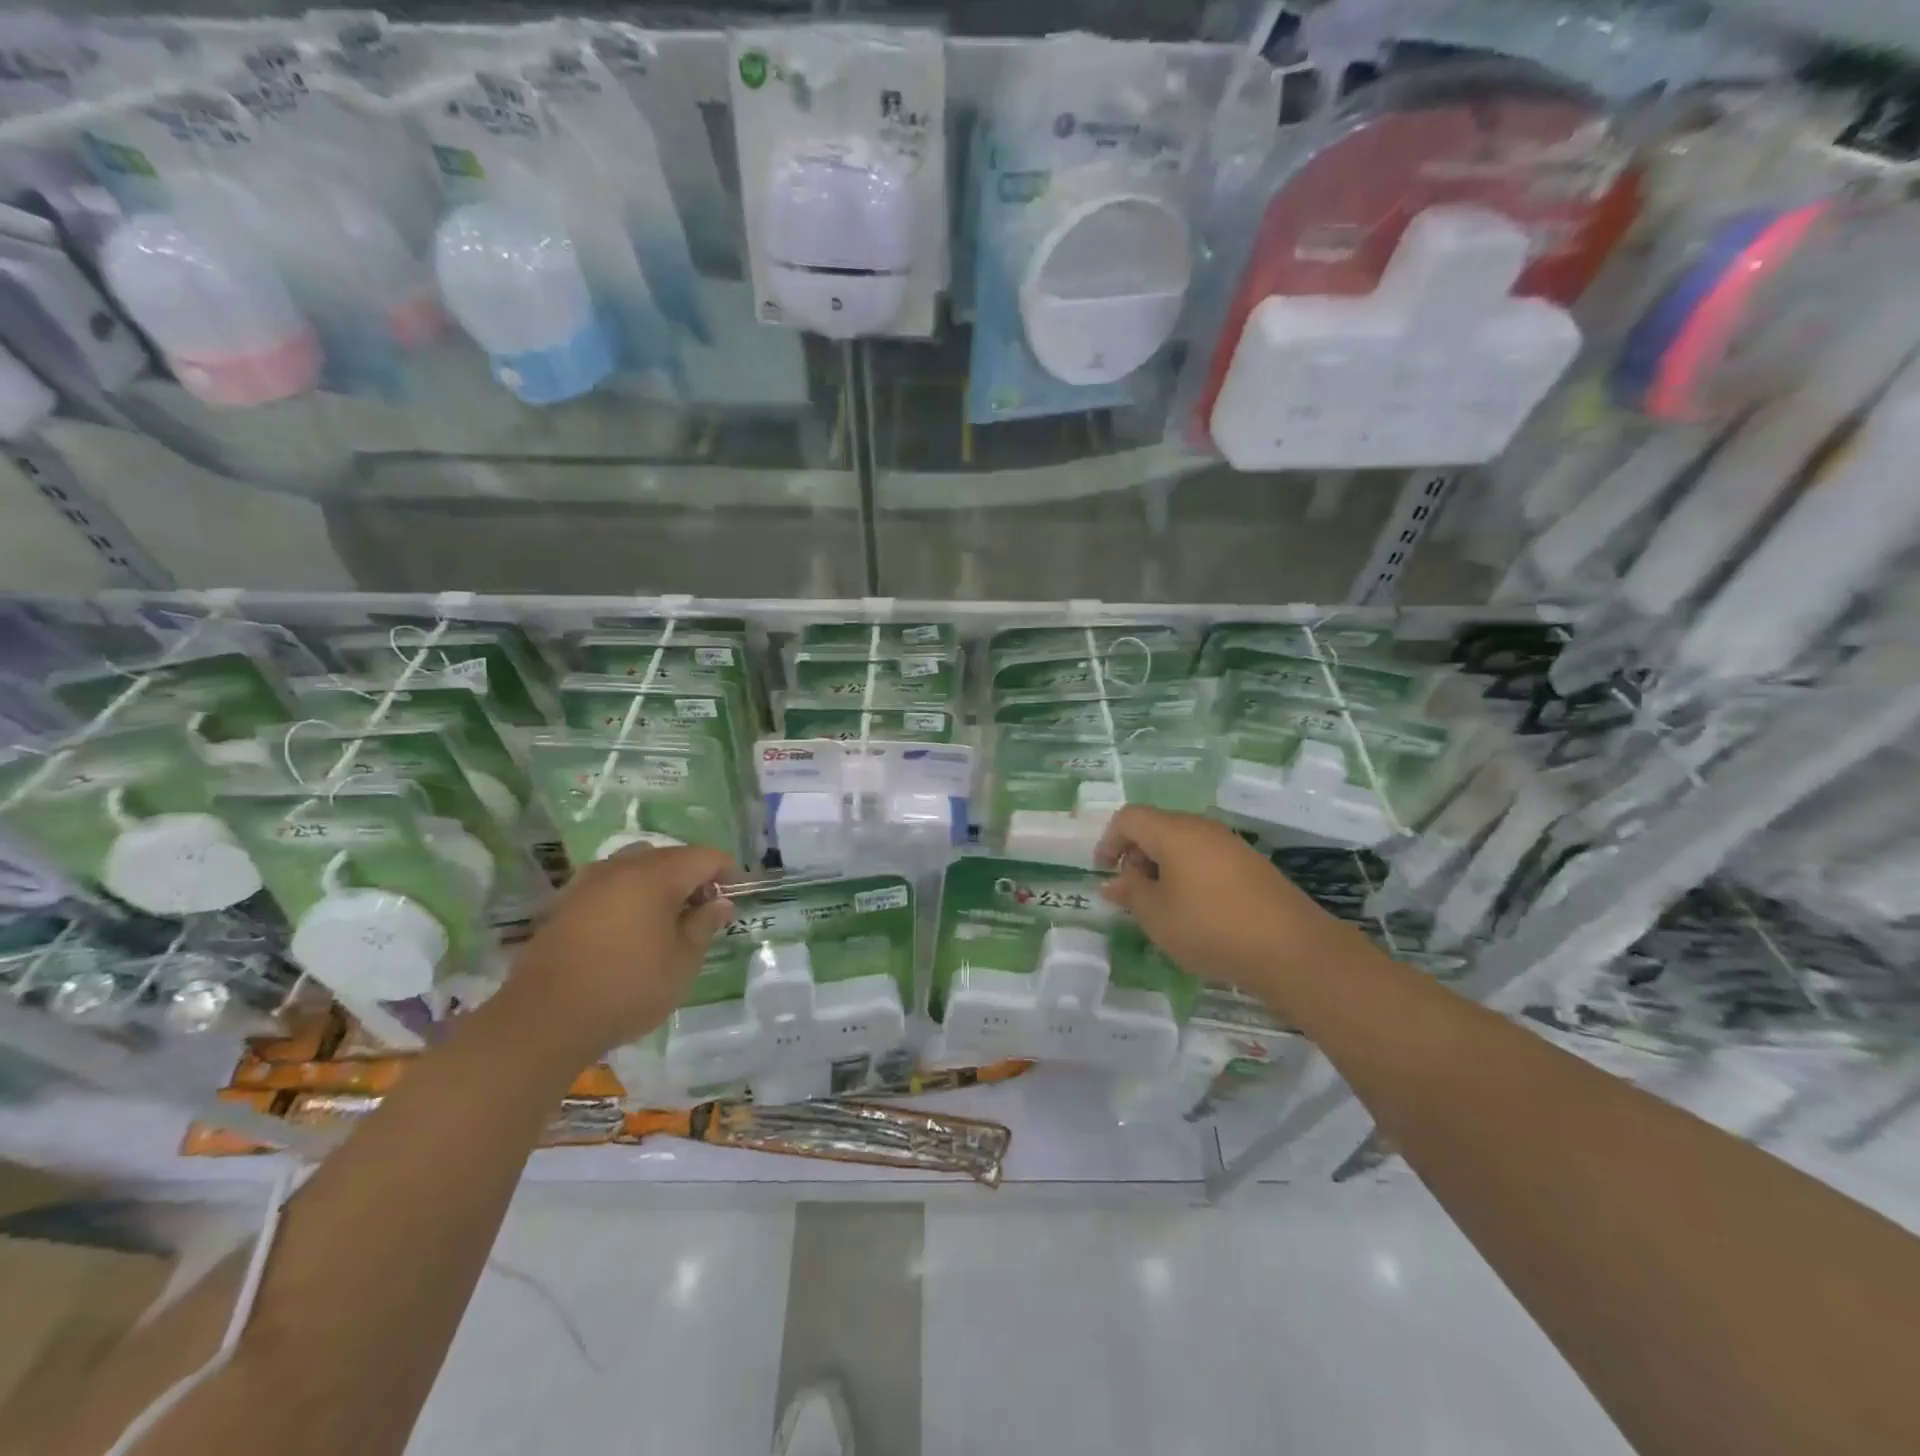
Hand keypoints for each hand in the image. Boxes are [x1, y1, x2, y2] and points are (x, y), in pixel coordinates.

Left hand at [506, 845, 736, 1059]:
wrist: (545, 1019)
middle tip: (704, 910)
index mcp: (657, 875)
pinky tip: (630, 929)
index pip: (705, 856)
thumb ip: (705, 924)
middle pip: (670, 857)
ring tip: (667, 919)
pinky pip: (609, 885)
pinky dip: (628, 896)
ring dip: (659, 884)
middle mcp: (622, 867)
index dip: (727, 871)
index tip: (736, 895)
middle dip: (693, 876)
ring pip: (636, 867)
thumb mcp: (683, 961)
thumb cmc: (628, 988)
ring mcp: (588, 882)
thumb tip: (720, 903)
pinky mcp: (564, 903)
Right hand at [1094, 806, 1347, 999]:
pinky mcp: (1251, 867)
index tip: (1103, 873)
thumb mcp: (1157, 915)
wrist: (1293, 950)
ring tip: (1161, 908)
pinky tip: (1194, 913)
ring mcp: (1231, 846)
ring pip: (1183, 845)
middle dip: (1135, 856)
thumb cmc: (1211, 927)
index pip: (1129, 817)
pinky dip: (1188, 877)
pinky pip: (1206, 860)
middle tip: (1131, 895)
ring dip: (1162, 869)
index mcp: (1175, 832)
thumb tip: (1114, 882)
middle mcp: (1203, 829)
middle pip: (1157, 828)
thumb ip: (1130, 892)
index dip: (1109, 841)